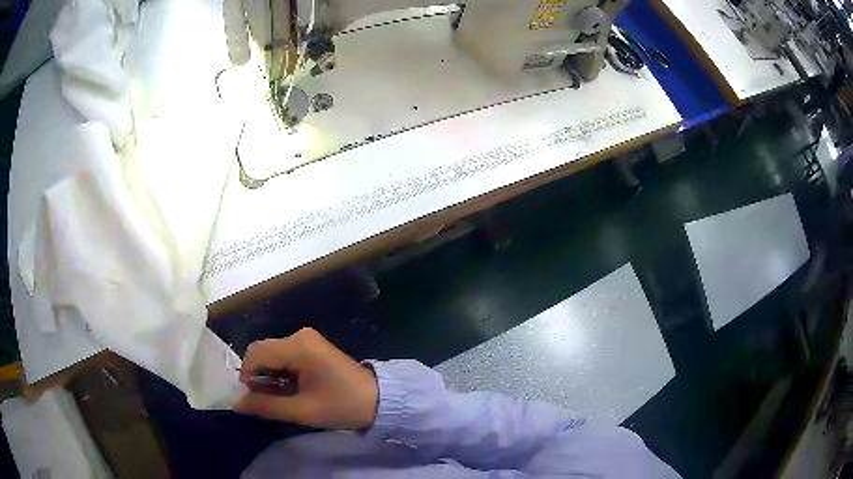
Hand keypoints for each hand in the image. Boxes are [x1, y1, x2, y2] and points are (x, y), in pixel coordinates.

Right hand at [233, 328, 378, 429]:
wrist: (379, 400)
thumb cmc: (342, 406)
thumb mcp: (302, 411)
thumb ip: (266, 406)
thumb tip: (236, 404)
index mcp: (298, 346)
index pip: (256, 353)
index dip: (247, 376)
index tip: (251, 399)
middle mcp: (300, 335)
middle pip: (262, 351)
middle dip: (257, 375)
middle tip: (264, 401)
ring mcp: (307, 339)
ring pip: (272, 353)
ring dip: (268, 374)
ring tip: (278, 398)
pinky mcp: (312, 346)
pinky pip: (284, 355)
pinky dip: (280, 372)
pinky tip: (288, 389)